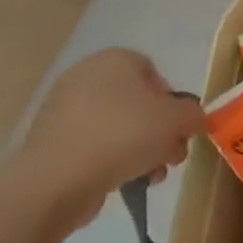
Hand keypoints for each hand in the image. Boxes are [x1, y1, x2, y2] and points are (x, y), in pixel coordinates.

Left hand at [8, 49, 208, 227]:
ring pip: (116, 127)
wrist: (55, 182)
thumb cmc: (123, 135)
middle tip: (170, 156)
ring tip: (151, 176)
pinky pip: (92, 146)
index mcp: (115, 60)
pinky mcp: (48, 142)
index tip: (178, 129)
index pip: (155, 74)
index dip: (173, 102)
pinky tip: (123, 183)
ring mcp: (62, 110)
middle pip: (137, 103)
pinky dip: (110, 161)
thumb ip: (194, 115)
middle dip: (158, 131)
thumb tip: (192, 121)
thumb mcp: (178, 120)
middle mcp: (86, 76)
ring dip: (140, 150)